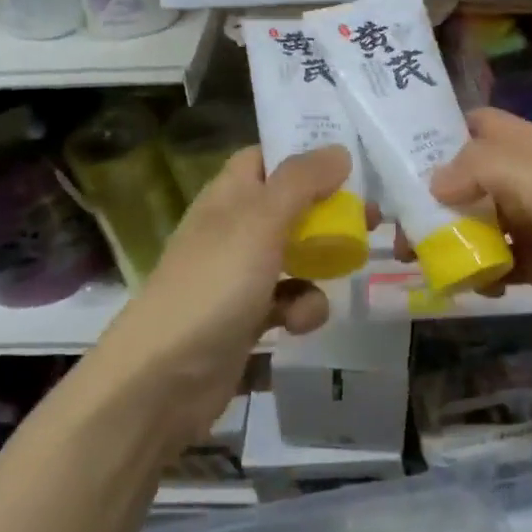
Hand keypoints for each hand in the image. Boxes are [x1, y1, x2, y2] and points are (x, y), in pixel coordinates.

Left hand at [96, 144, 353, 446]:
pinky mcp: (247, 318)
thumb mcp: (260, 221)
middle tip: (370, 217)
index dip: (304, 152)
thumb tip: (338, 150)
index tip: (348, 158)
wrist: (161, 380)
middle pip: (291, 205)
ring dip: (322, 263)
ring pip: (296, 254)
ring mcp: (240, 275)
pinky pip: (288, 301)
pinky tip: (298, 325)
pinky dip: (301, 310)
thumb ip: (301, 182)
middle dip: (329, 212)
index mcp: (229, 195)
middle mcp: (234, 228)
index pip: (267, 156)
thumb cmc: (213, 285)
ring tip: (344, 268)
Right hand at [424, 108, 531, 348]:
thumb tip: (434, 182)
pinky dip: (481, 273)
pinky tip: (473, 287)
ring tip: (420, 261)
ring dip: (452, 240)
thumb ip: (480, 168)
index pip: (480, 125)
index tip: (401, 157)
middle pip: (471, 179)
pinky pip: (499, 263)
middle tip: (402, 227)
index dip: (443, 133)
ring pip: (480, 223)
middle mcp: (530, 179)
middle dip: (435, 199)